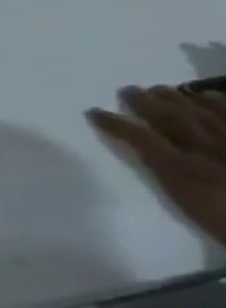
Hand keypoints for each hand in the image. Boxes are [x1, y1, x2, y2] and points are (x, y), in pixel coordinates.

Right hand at [88, 86, 225, 247]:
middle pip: (172, 119)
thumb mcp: (185, 201)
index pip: (139, 136)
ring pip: (205, 113)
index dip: (115, 123)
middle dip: (147, 103)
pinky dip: (223, 103)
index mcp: (180, 166)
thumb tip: (150, 155)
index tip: (93, 111)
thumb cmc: (223, 218)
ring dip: (181, 99)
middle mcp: (205, 148)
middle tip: (129, 89)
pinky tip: (211, 96)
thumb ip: (168, 176)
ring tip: (164, 89)